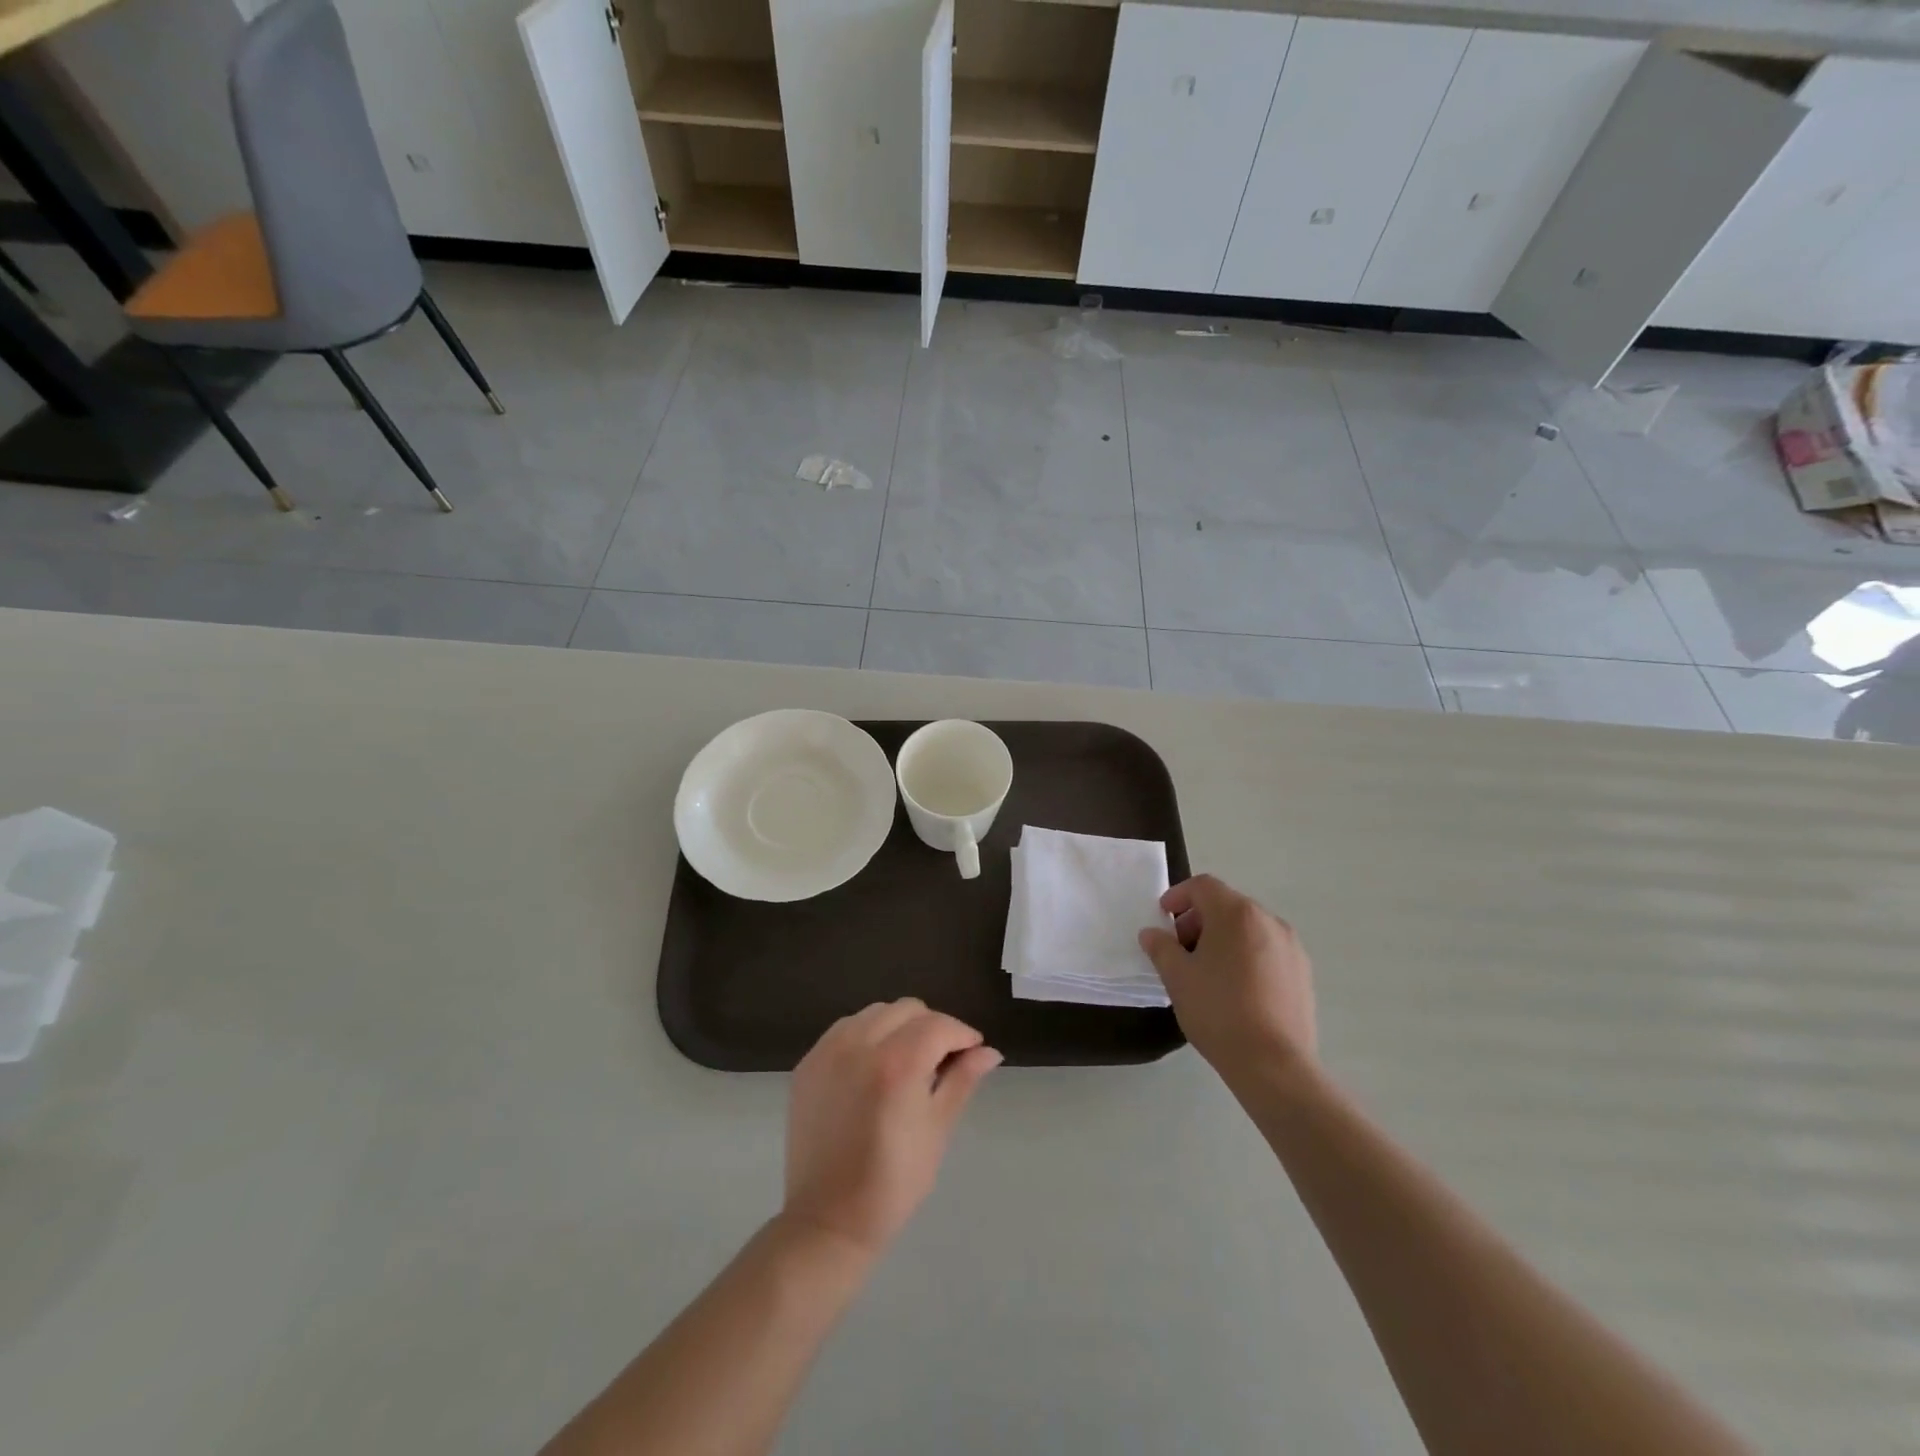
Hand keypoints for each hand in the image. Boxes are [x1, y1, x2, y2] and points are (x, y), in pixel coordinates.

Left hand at [781, 998, 1001, 1256]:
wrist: (828, 1221)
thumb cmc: (894, 1182)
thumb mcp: (937, 1129)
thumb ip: (962, 1080)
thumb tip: (990, 1051)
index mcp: (897, 1064)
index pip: (939, 1025)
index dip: (962, 1035)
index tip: (973, 1052)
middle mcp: (859, 1045)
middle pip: (907, 1010)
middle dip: (932, 1026)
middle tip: (941, 1059)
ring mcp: (828, 1051)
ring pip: (875, 1012)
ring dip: (898, 1026)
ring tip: (907, 1062)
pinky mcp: (808, 1063)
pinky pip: (845, 1029)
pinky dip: (866, 1035)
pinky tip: (874, 1067)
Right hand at [1138, 874, 1316, 1084]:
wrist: (1274, 1064)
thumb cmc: (1218, 1011)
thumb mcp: (1177, 977)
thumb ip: (1161, 947)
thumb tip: (1152, 933)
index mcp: (1236, 914)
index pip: (1203, 886)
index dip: (1178, 895)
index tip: (1163, 917)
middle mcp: (1269, 920)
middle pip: (1227, 905)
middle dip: (1199, 920)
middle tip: (1180, 949)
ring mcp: (1291, 947)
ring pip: (1249, 928)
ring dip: (1223, 938)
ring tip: (1207, 971)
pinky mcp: (1303, 973)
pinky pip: (1267, 950)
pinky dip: (1246, 956)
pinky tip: (1235, 989)